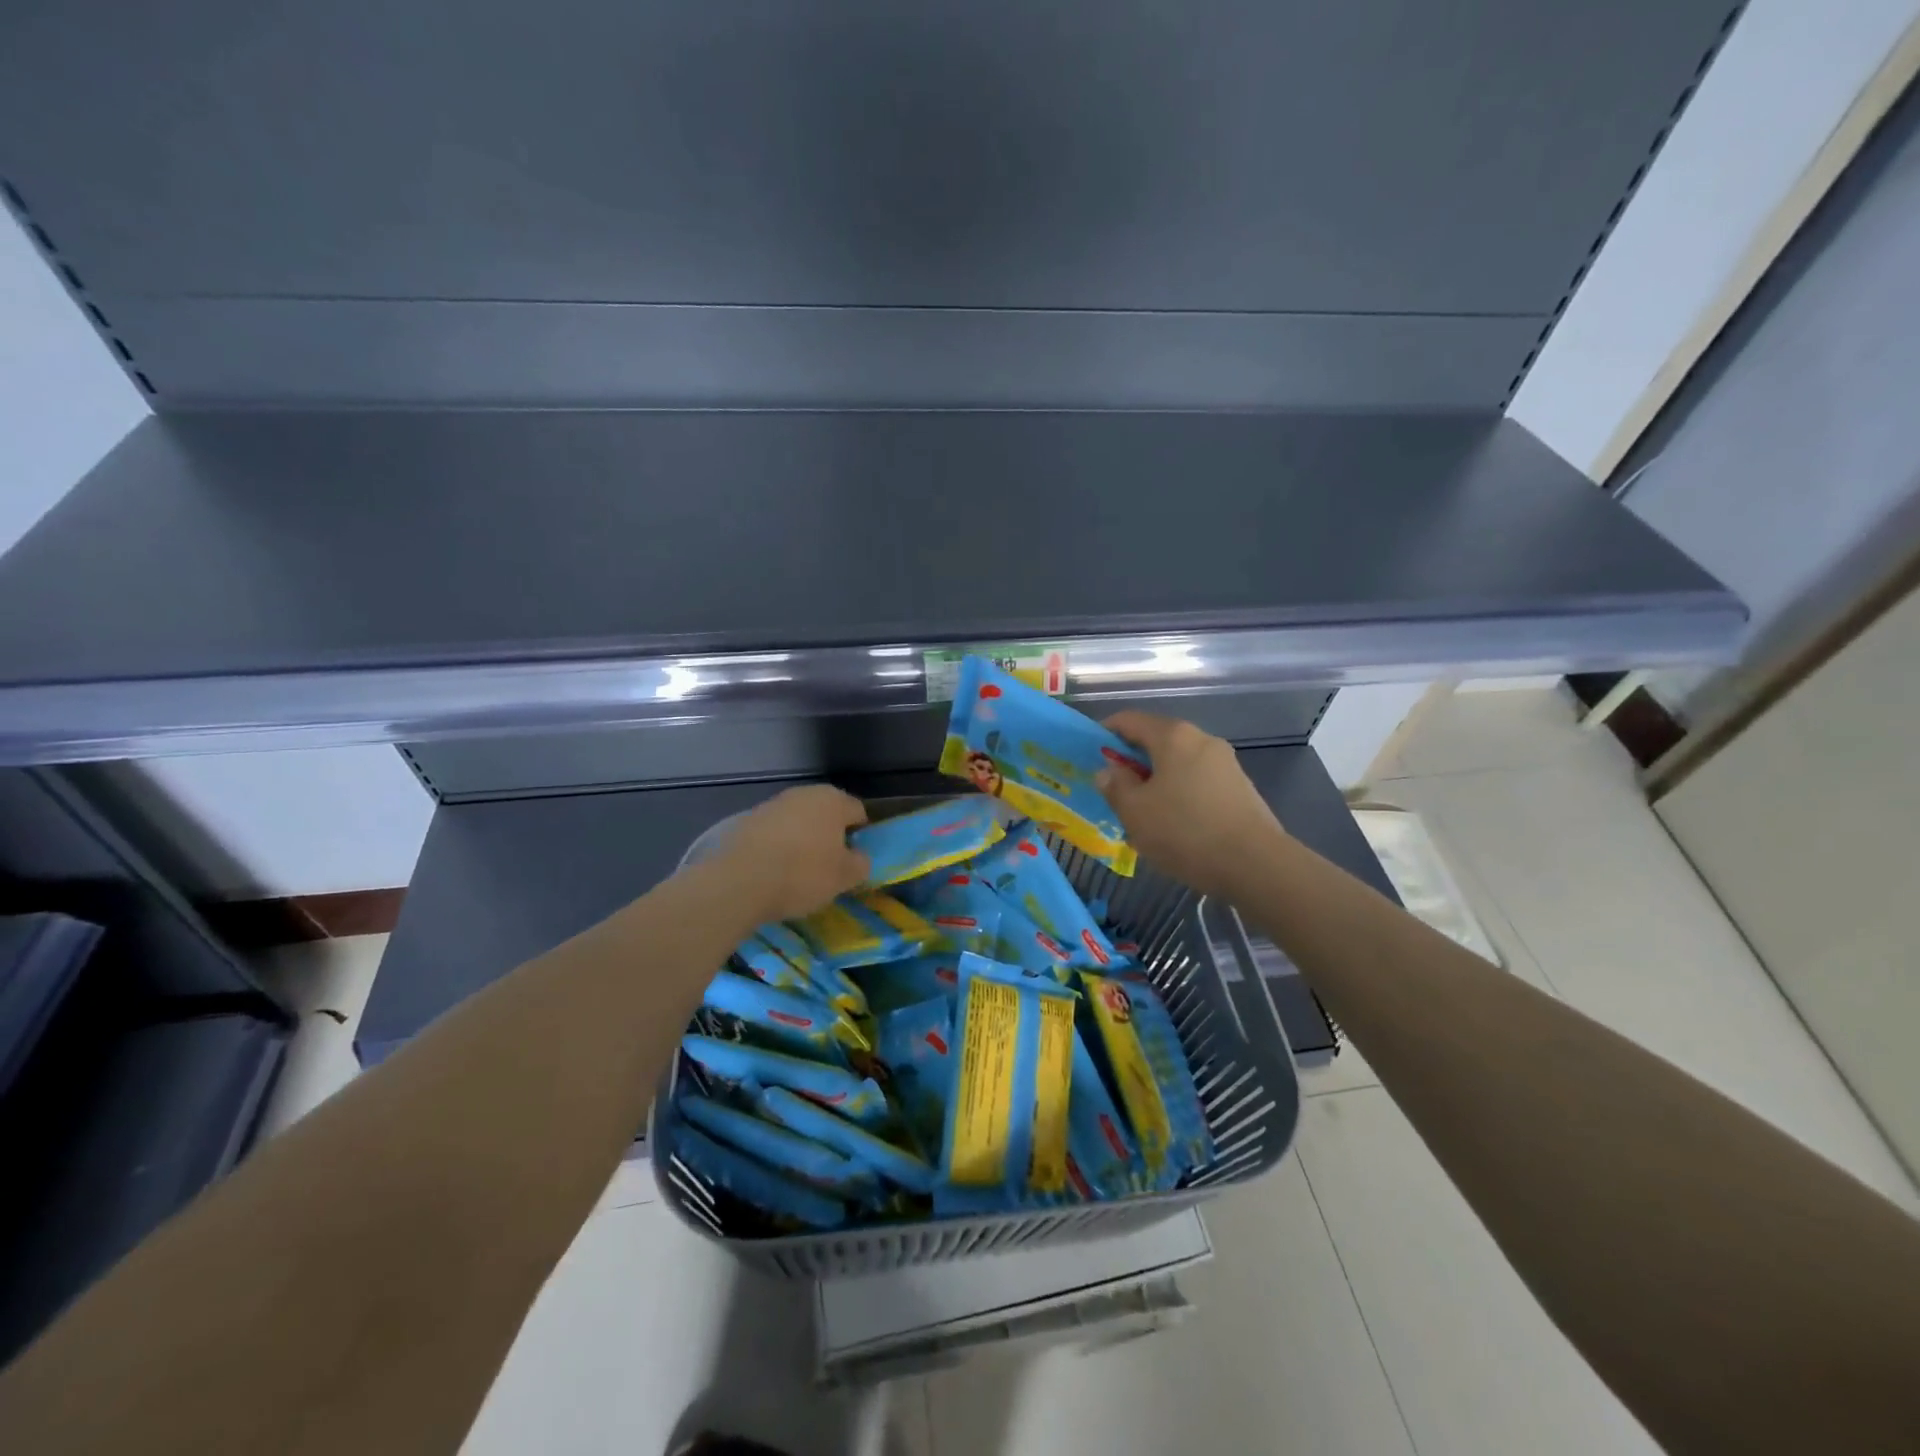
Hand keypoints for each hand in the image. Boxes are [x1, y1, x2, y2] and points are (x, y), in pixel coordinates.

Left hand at [714, 785, 870, 922]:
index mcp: (833, 800)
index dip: (861, 835)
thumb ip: (860, 863)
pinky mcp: (747, 820)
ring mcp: (773, 804)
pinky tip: (774, 869)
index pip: (858, 812)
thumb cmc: (803, 873)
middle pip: (826, 813)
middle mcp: (804, 793)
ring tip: (798, 870)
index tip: (854, 859)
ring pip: (798, 821)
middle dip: (830, 835)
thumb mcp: (844, 877)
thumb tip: (859, 857)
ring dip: (802, 839)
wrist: (740, 880)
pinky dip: (778, 846)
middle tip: (829, 865)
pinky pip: (774, 832)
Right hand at [1097, 711, 1287, 897]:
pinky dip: (1179, 793)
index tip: (1090, 755)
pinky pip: (1198, 781)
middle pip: (1157, 740)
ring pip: (1178, 763)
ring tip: (1143, 813)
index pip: (1129, 720)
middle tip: (1114, 790)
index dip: (1105, 733)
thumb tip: (1109, 771)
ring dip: (1156, 780)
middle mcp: (1201, 739)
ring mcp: (1226, 763)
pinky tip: (1174, 825)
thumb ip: (1115, 786)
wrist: (1256, 865)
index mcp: (1173, 736)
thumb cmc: (1185, 831)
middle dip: (1132, 761)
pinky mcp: (1240, 788)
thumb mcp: (1135, 812)